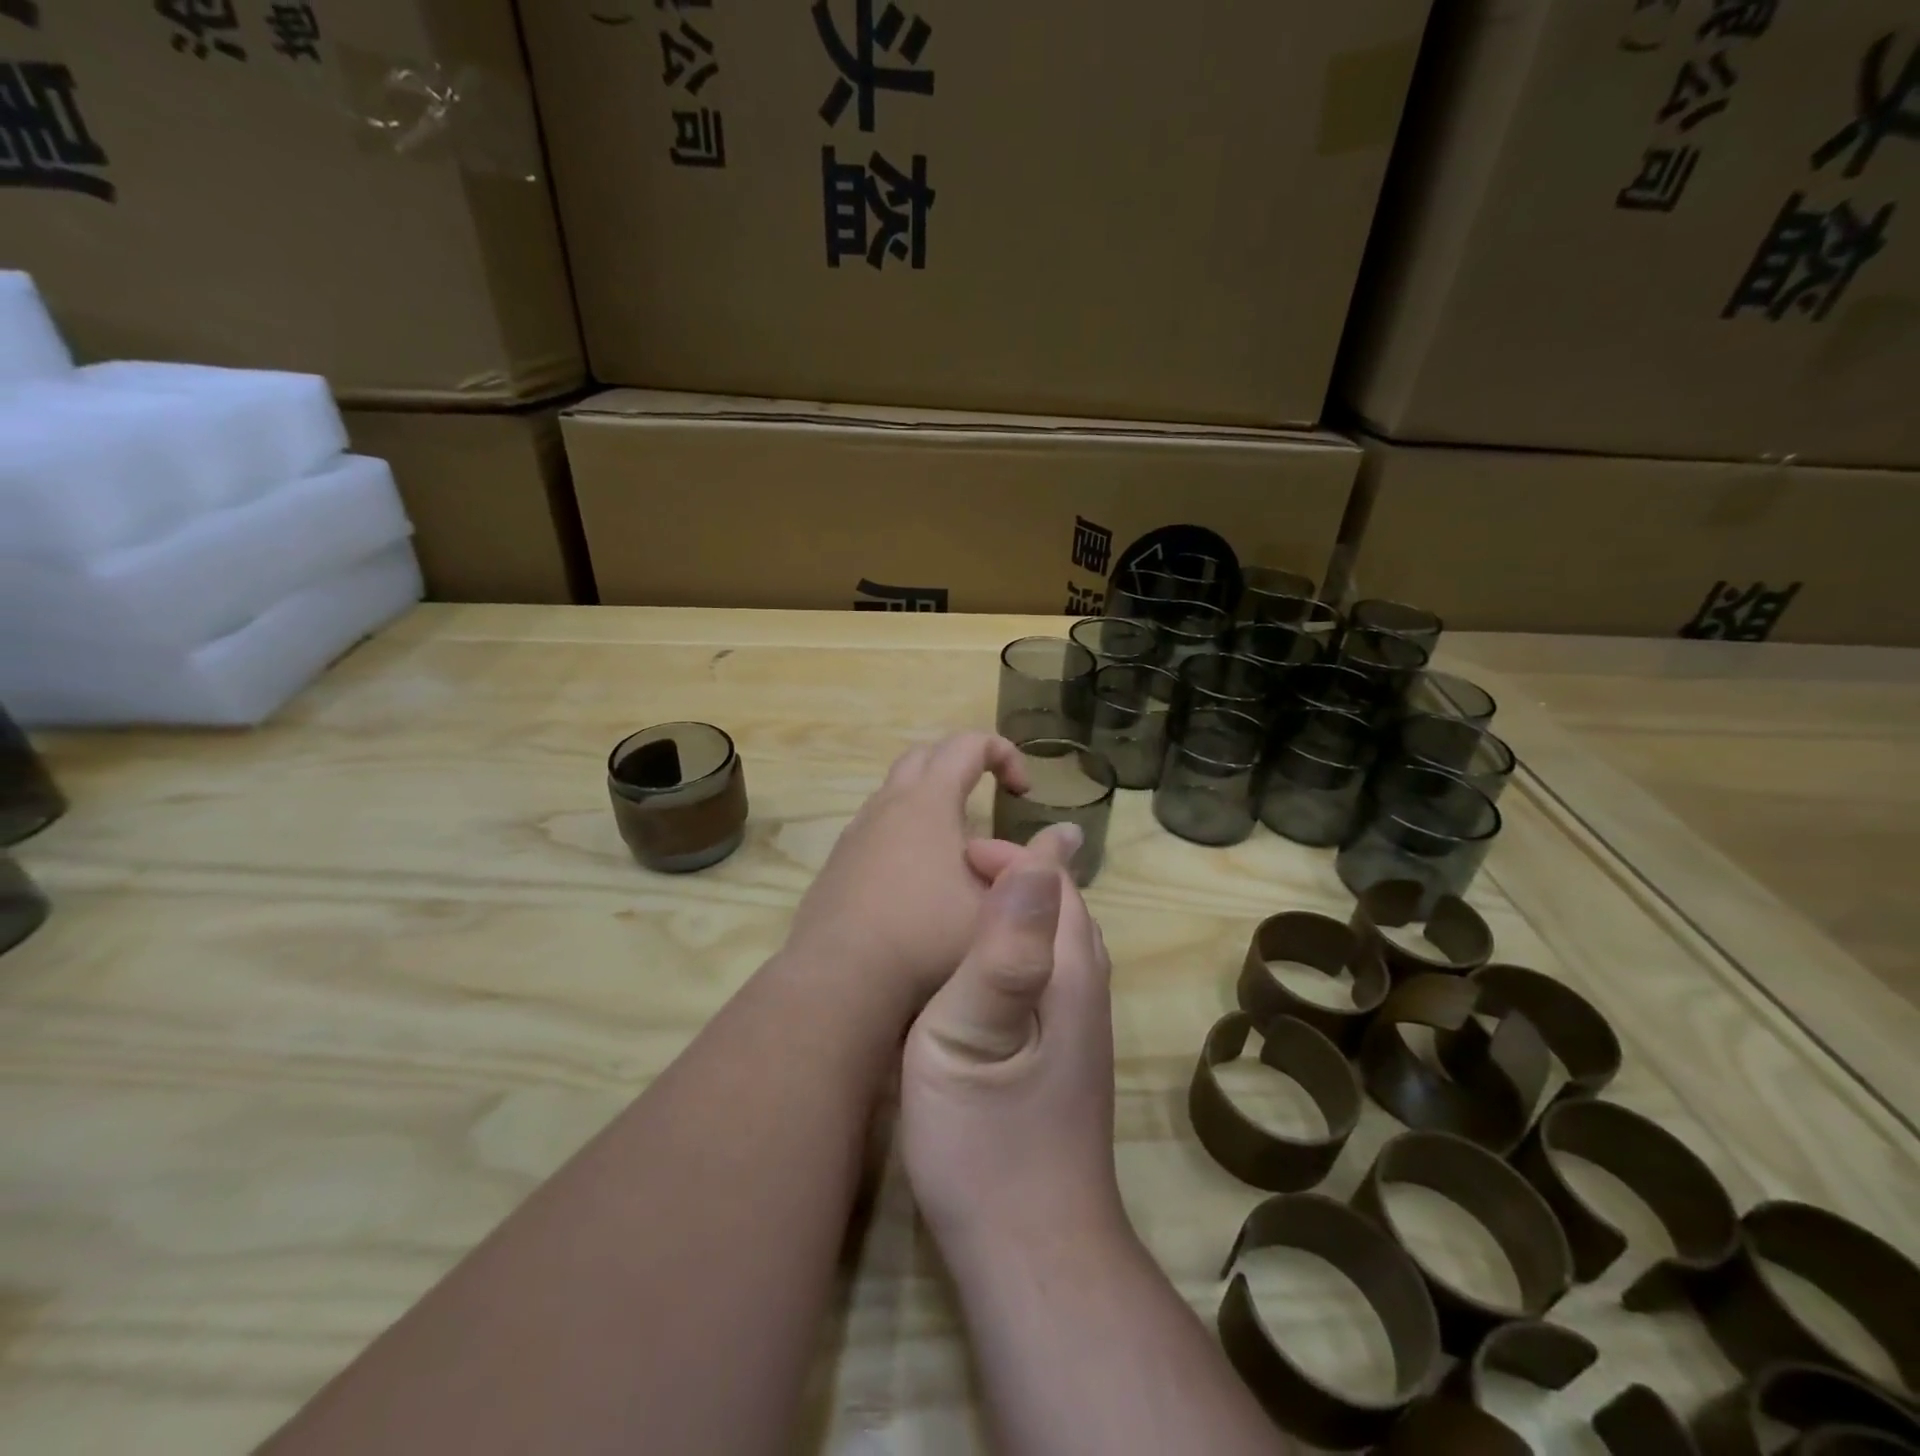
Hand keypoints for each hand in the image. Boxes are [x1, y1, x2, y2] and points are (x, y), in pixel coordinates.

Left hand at [782, 733, 1031, 1014]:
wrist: (840, 981)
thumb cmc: (927, 939)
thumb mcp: (998, 906)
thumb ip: (1038, 866)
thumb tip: (1070, 834)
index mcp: (929, 801)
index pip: (968, 744)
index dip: (1004, 754)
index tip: (1024, 792)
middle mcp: (888, 805)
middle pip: (926, 756)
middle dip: (964, 764)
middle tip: (990, 798)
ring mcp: (857, 832)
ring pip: (895, 790)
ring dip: (931, 798)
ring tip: (957, 841)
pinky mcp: (838, 862)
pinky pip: (876, 824)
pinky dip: (904, 828)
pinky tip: (917, 876)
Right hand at [898, 834, 1124, 1259]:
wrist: (1032, 1252)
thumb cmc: (982, 1143)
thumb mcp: (969, 1038)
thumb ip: (1001, 950)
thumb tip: (1034, 860)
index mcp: (1068, 974)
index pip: (1054, 883)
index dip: (1012, 855)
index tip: (958, 855)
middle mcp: (1087, 990)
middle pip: (1066, 907)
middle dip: (1019, 874)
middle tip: (960, 871)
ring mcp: (1084, 1027)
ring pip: (1064, 940)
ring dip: (1024, 909)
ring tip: (971, 905)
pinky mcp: (1071, 1055)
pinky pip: (1054, 971)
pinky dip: (1026, 946)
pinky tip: (991, 969)